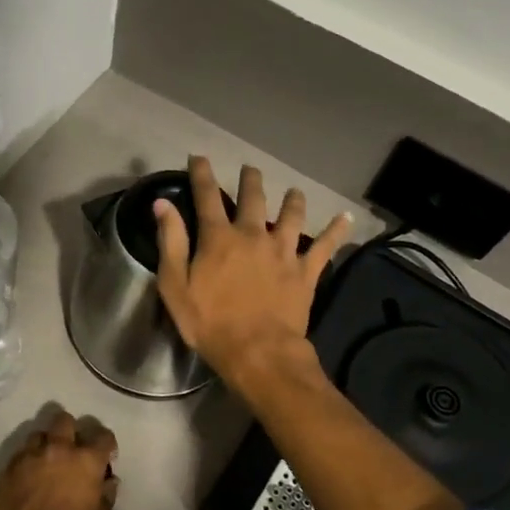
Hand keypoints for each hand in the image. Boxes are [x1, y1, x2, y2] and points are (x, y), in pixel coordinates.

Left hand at [0, 410, 119, 509]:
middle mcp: (59, 449)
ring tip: (47, 462)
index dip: (107, 444)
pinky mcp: (8, 468)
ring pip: (39, 434)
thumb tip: (107, 482)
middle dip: (71, 431)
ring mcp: (30, 456)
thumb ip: (106, 498)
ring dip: (46, 444)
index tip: (106, 457)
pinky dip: (28, 460)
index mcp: (87, 461)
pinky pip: (21, 454)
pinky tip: (28, 478)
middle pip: (65, 421)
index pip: (103, 436)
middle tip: (72, 451)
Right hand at [154, 157, 351, 393]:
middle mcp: (252, 235)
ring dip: (292, 200)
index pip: (207, 196)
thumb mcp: (175, 285)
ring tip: (294, 190)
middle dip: (250, 180)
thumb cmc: (209, 322)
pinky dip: (337, 231)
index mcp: (218, 238)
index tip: (199, 157)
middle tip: (250, 169)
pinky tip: (346, 218)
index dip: (202, 174)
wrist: (258, 351)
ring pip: (291, 215)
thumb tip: (163, 205)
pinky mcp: (306, 271)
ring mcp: (283, 251)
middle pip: (253, 198)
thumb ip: (171, 242)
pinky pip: (325, 246)